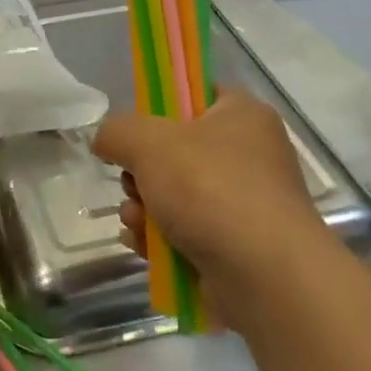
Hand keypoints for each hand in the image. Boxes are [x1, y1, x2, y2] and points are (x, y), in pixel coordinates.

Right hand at [93, 90, 337, 324]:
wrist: (264, 275)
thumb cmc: (210, 190)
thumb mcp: (149, 143)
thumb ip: (117, 131)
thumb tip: (106, 141)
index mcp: (242, 115)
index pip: (196, 94)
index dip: (160, 107)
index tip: (135, 131)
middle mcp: (247, 155)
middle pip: (175, 150)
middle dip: (140, 172)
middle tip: (134, 184)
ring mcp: (242, 203)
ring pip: (173, 195)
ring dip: (142, 209)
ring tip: (136, 222)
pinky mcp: (232, 244)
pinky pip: (183, 232)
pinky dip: (159, 239)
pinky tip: (145, 247)